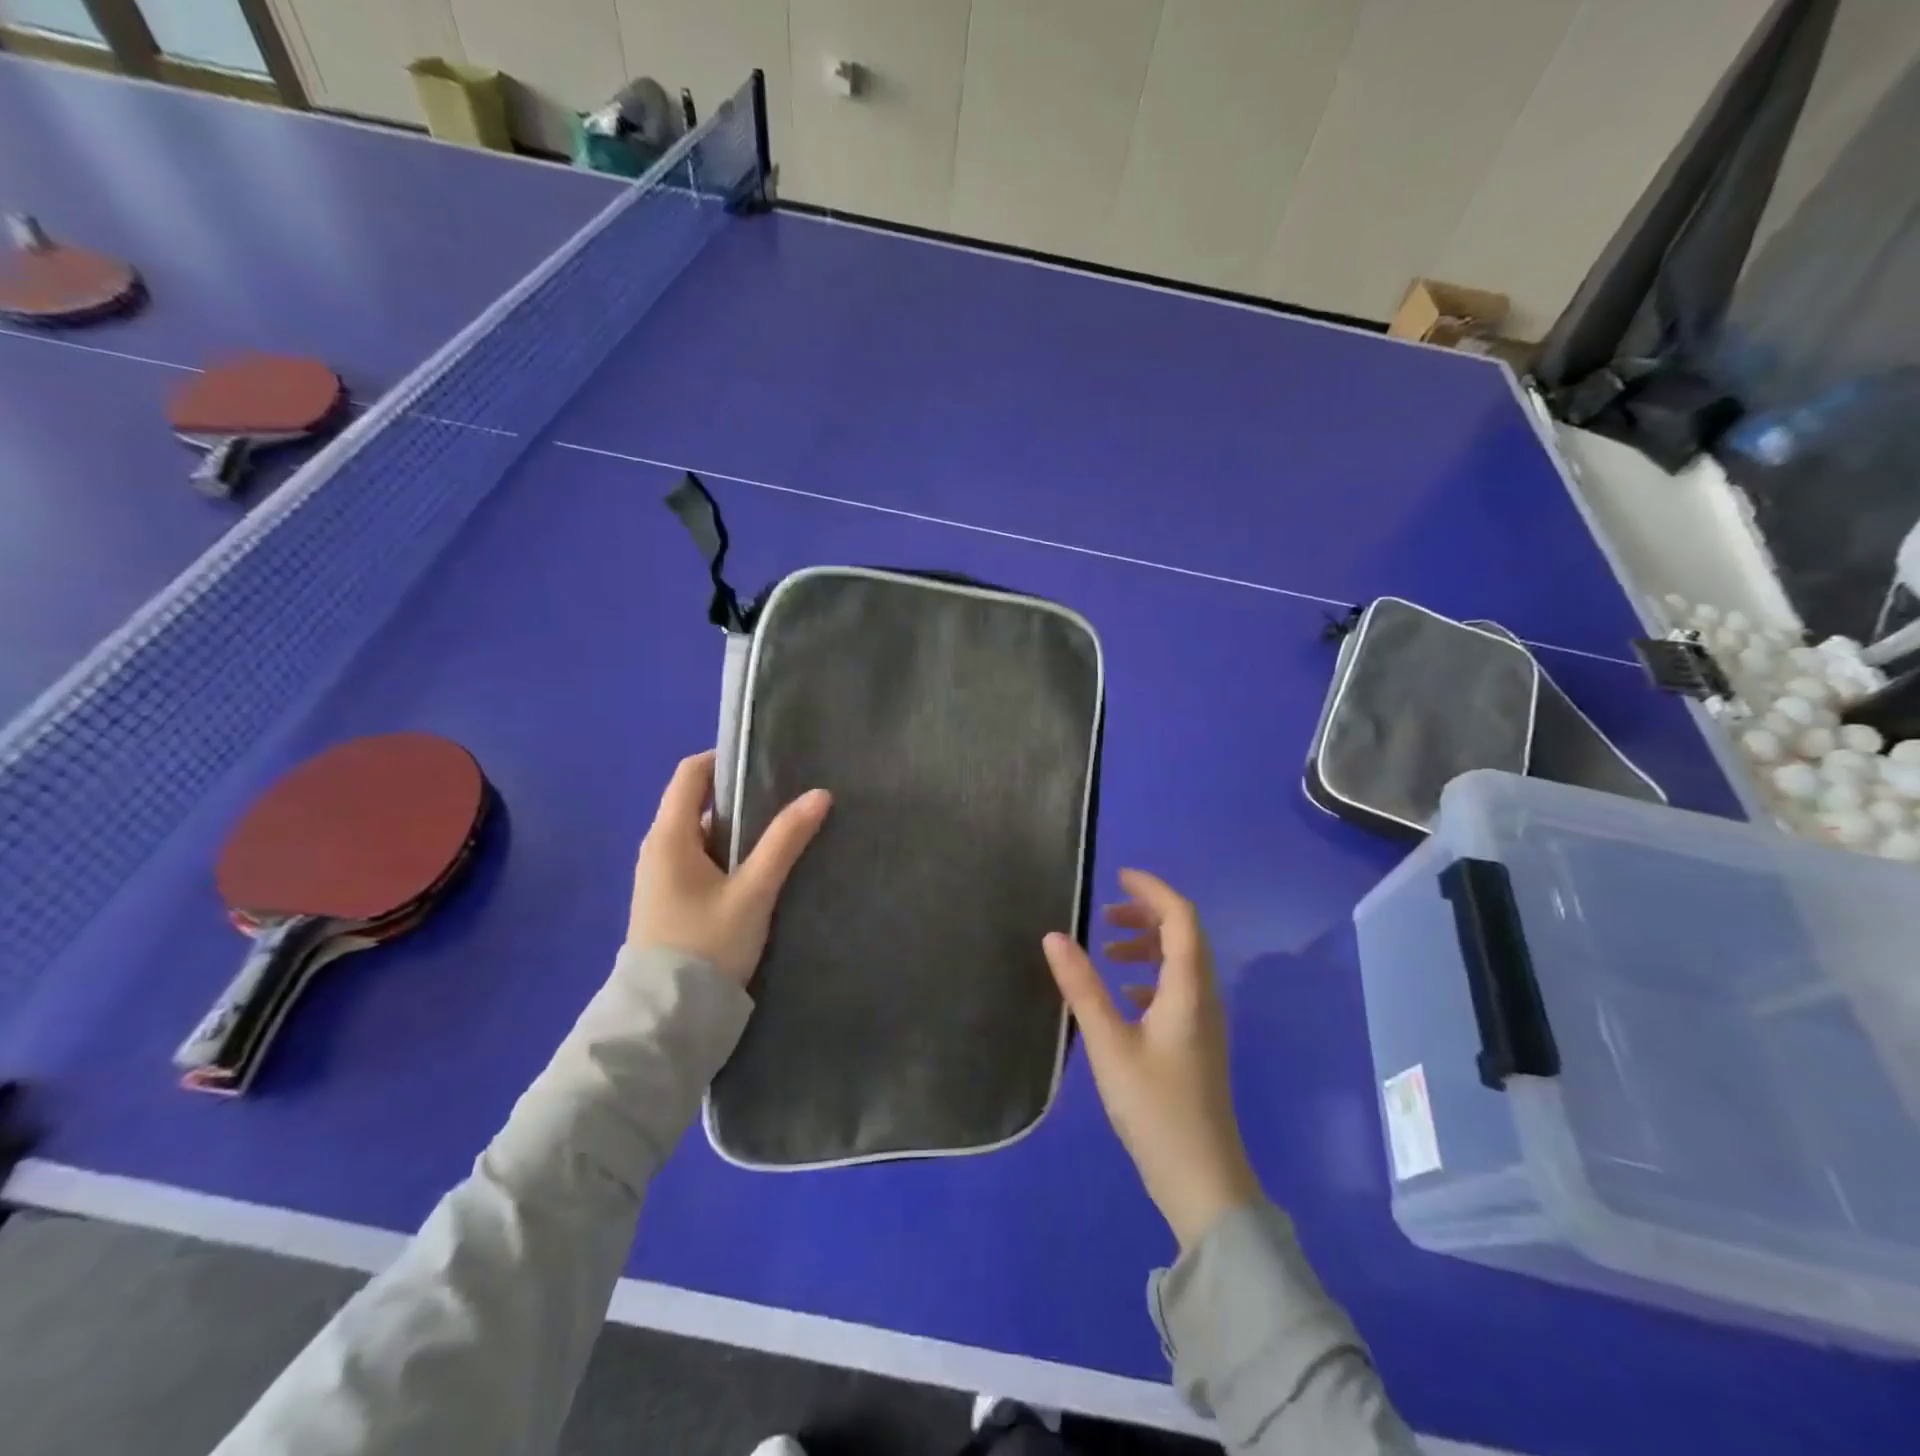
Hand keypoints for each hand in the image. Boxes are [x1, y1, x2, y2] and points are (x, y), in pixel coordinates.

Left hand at [627, 751, 830, 985]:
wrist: (668, 1017)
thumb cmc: (707, 944)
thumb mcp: (753, 891)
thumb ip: (785, 841)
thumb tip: (820, 795)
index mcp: (669, 836)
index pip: (691, 773)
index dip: (724, 759)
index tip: (766, 763)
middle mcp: (658, 848)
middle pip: (697, 803)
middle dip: (740, 797)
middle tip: (786, 798)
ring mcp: (660, 877)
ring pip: (702, 835)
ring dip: (737, 829)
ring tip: (781, 832)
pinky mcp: (669, 901)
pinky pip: (699, 860)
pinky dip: (728, 854)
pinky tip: (759, 869)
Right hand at [1043, 870, 1259, 1249]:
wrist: (1203, 1182)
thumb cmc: (1155, 1108)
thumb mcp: (1109, 1045)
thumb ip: (1081, 987)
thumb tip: (1054, 936)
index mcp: (1188, 989)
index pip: (1181, 918)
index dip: (1152, 891)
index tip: (1118, 877)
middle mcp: (1204, 997)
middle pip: (1184, 935)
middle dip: (1146, 916)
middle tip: (1105, 915)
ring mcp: (1205, 1022)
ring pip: (1181, 963)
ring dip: (1147, 946)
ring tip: (1106, 952)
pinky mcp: (1198, 1044)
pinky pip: (1178, 990)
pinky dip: (1150, 977)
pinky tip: (1123, 996)